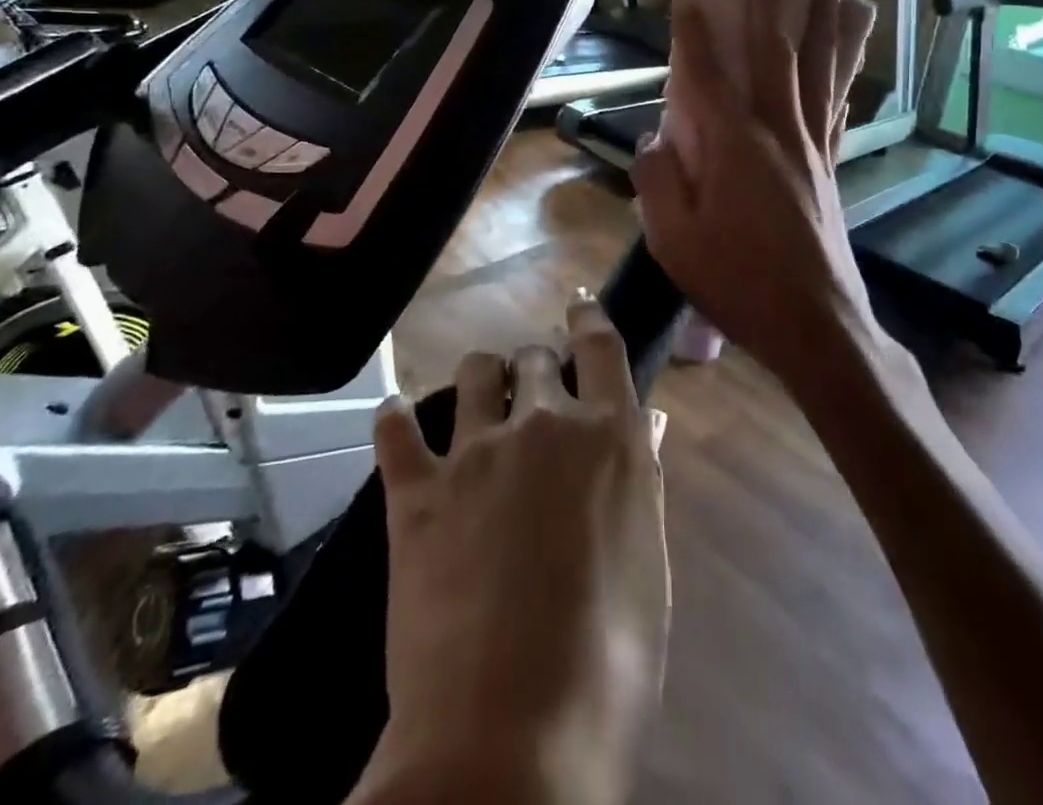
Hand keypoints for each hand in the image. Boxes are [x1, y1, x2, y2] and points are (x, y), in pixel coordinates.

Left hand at [357, 301, 669, 804]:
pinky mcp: (417, 491)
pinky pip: (395, 428)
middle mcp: (544, 424)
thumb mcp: (647, 565)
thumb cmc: (609, 662)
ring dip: (480, 378)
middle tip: (532, 389)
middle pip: (535, 357)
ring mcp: (476, 453)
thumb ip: (640, 478)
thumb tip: (648, 422)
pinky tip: (394, 418)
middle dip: (535, 364)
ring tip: (479, 401)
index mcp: (608, 438)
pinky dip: (395, 418)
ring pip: (473, 373)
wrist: (510, 739)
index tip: (577, 304)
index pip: (600, 346)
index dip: (588, 316)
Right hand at [632, 0, 885, 387]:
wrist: (816, 325)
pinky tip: (843, 62)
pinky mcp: (829, 168)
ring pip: (816, 72)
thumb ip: (657, 182)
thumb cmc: (739, 282)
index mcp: (734, 146)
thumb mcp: (674, 241)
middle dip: (766, 7)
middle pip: (774, 55)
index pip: (707, 74)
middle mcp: (778, 133)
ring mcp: (811, 148)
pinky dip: (839, 75)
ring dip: (816, 27)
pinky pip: (834, 107)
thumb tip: (653, 142)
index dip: (694, 32)